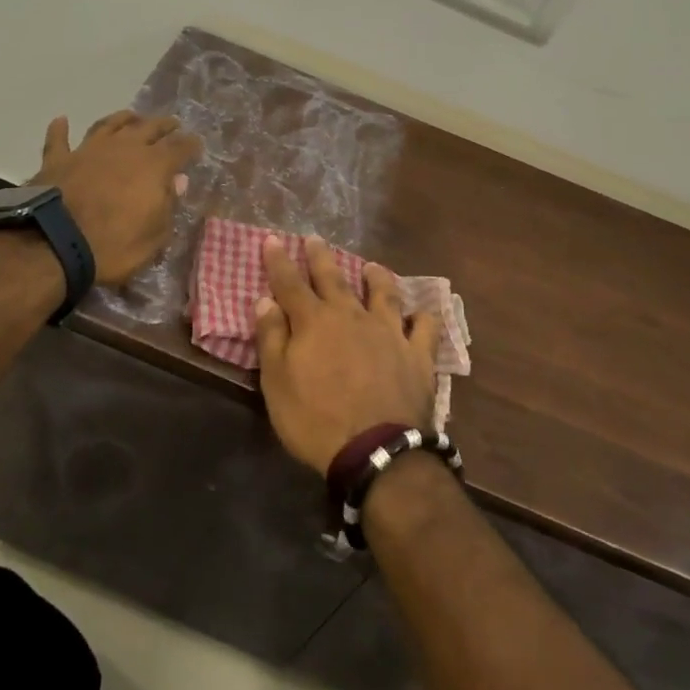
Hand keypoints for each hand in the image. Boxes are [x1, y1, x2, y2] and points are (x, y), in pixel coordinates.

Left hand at [33, 112, 199, 286]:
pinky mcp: (58, 160)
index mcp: (154, 165)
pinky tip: (62, 120)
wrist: (56, 244)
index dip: (190, 145)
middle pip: (149, 128)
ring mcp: (89, 150)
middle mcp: (124, 148)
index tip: (197, 144)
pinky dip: (60, 129)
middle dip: (163, 125)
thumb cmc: (114, 245)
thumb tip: (178, 181)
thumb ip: (168, 204)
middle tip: (172, 124)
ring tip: (132, 116)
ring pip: (109, 125)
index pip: (179, 148)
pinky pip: (59, 140)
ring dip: (123, 119)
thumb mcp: (155, 236)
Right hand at [254, 236, 440, 473]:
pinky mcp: (417, 355)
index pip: (290, 283)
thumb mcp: (277, 383)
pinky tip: (421, 314)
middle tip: (314, 239)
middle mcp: (352, 316)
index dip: (279, 261)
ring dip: (377, 278)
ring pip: (384, 294)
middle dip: (320, 257)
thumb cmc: (315, 419)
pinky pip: (425, 328)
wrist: (375, 450)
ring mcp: (389, 332)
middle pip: (334, 278)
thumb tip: (265, 300)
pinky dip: (423, 318)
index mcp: (314, 322)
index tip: (272, 239)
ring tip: (372, 267)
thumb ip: (271, 338)